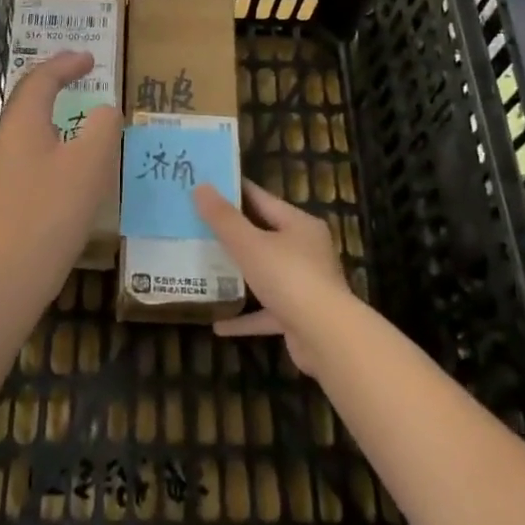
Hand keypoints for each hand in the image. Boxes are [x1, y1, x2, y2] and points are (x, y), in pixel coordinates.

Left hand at [0, 51, 120, 283]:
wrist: (9, 275)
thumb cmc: (51, 210)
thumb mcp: (90, 163)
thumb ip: (103, 127)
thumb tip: (105, 111)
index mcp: (23, 122)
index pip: (42, 78)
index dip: (66, 63)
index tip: (91, 57)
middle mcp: (7, 138)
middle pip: (29, 97)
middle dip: (55, 80)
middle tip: (82, 73)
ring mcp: (4, 168)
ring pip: (30, 125)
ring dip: (54, 109)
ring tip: (80, 108)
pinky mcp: (8, 193)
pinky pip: (32, 149)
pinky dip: (54, 137)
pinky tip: (71, 157)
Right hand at [194, 180, 354, 376]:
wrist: (327, 338)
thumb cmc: (289, 278)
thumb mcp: (250, 244)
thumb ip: (223, 218)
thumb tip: (200, 187)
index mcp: (299, 225)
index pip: (262, 199)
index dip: (234, 191)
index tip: (208, 186)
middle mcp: (306, 250)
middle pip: (264, 235)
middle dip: (232, 234)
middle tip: (197, 226)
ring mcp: (304, 284)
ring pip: (265, 273)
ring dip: (239, 275)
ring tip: (205, 270)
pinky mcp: (299, 316)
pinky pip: (266, 312)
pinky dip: (245, 317)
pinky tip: (218, 324)